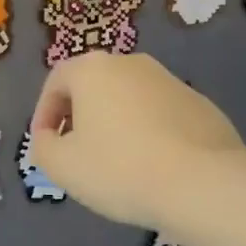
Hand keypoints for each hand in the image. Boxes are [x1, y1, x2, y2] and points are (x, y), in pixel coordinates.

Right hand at [29, 52, 243, 240]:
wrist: (202, 182)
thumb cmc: (120, 168)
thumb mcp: (62, 166)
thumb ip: (43, 147)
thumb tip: (48, 138)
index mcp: (93, 69)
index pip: (56, 81)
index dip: (44, 113)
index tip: (45, 144)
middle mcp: (131, 63)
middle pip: (94, 86)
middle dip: (80, 116)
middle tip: (77, 152)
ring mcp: (170, 80)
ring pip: (129, 99)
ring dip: (116, 124)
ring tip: (116, 163)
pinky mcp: (200, 104)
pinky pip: (161, 114)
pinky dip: (149, 133)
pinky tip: (153, 166)